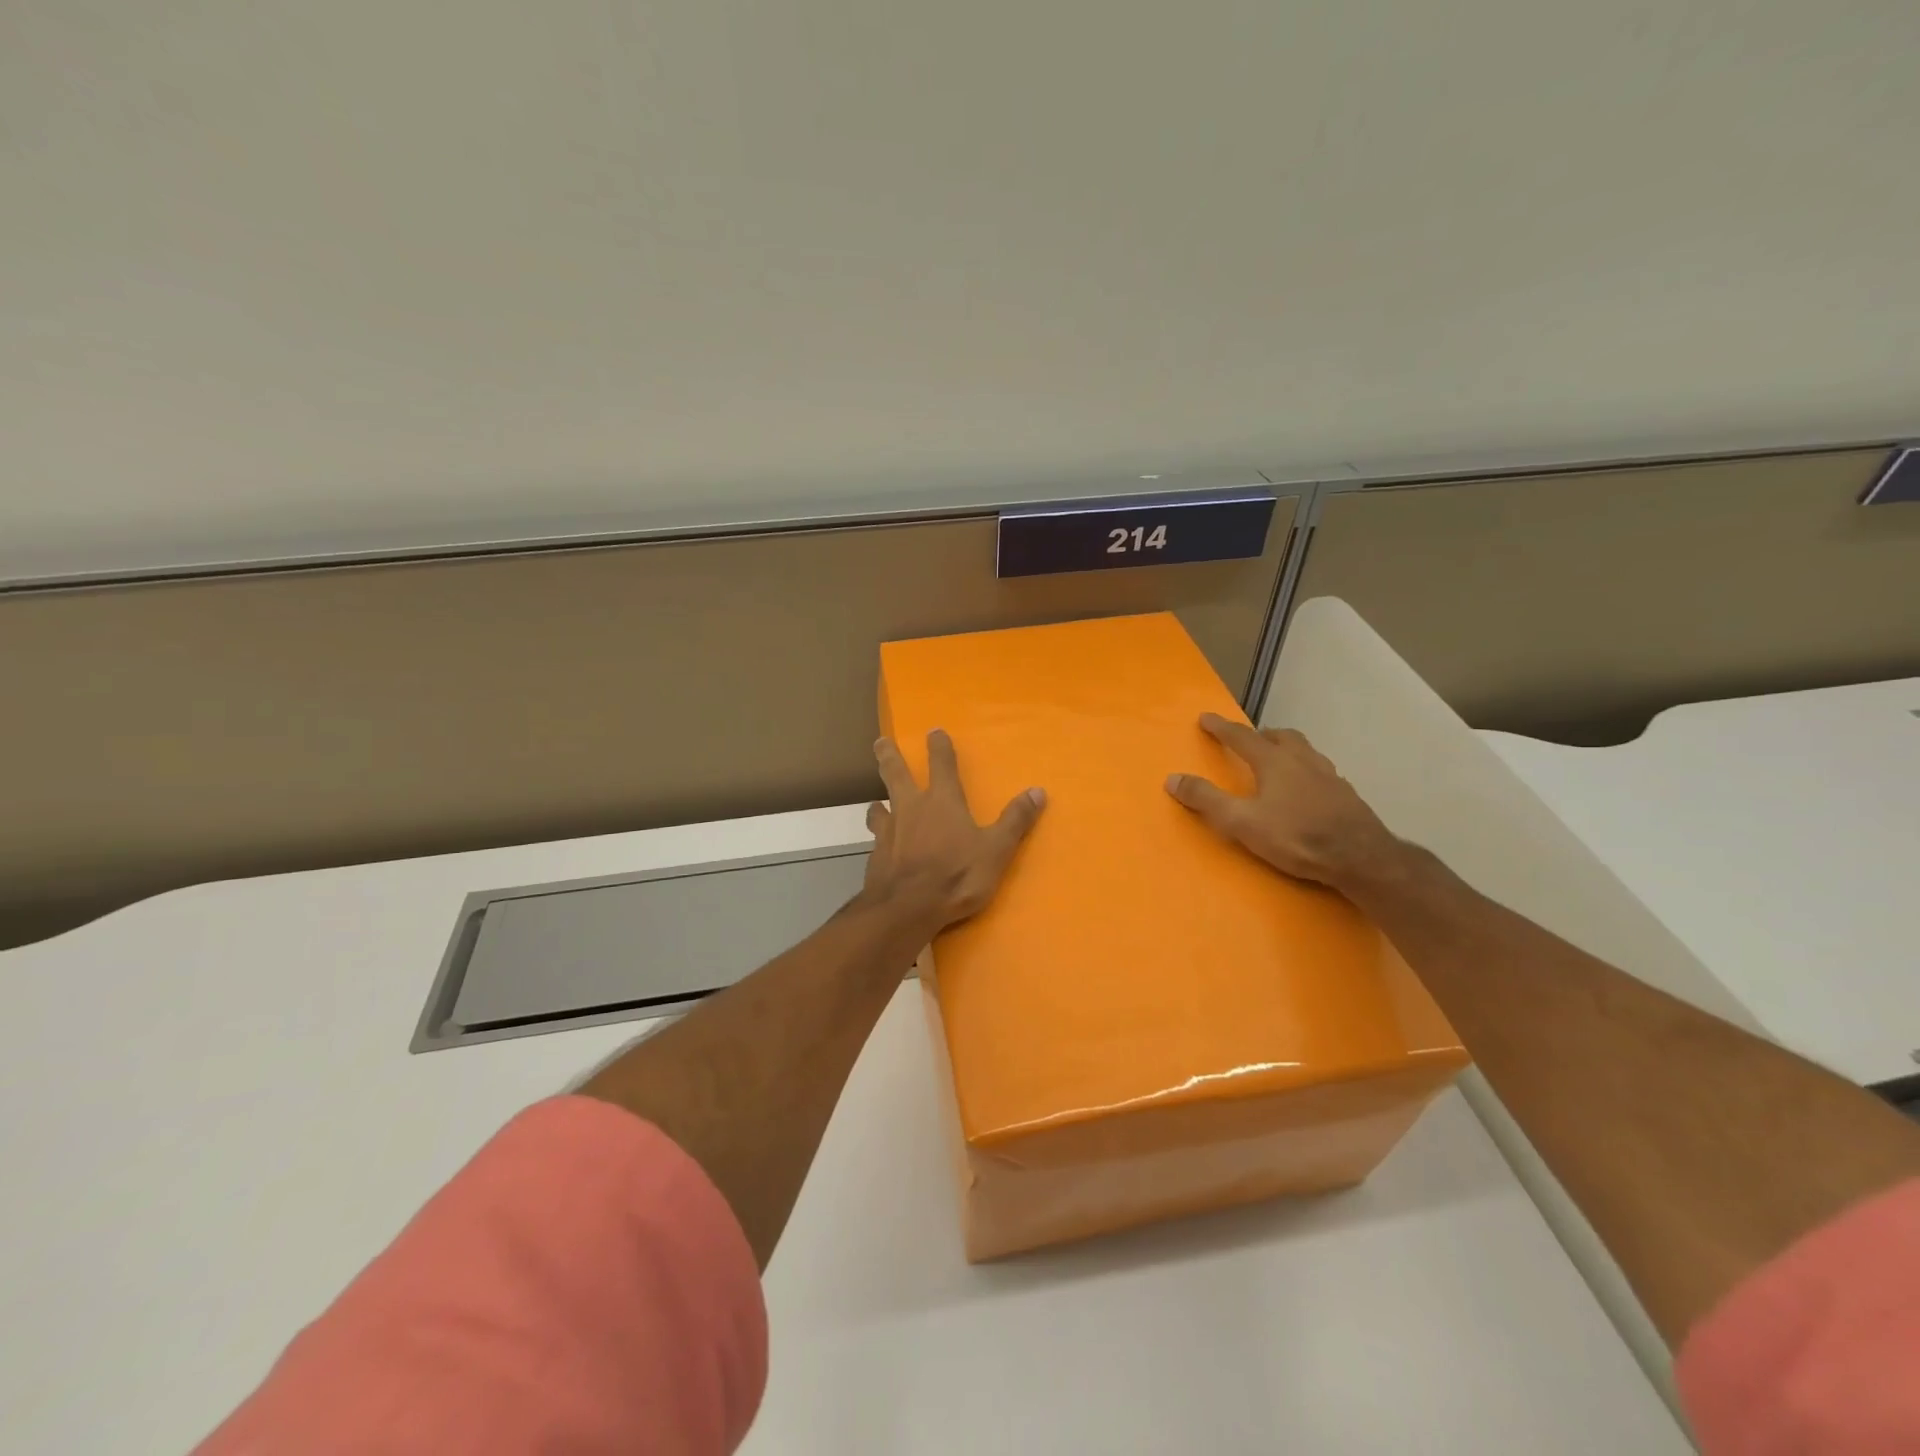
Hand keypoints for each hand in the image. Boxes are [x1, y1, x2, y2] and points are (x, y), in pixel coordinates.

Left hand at [864, 730, 1046, 932]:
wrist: (907, 908)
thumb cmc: (956, 875)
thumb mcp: (996, 850)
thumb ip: (1015, 820)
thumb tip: (1038, 791)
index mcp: (942, 801)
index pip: (941, 764)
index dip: (939, 746)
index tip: (934, 731)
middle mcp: (911, 808)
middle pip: (896, 774)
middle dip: (889, 756)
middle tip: (880, 742)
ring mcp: (889, 831)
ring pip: (879, 806)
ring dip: (879, 801)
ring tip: (876, 802)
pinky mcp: (876, 855)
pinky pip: (876, 838)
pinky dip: (878, 836)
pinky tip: (879, 845)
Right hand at [1165, 714, 1397, 888]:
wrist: (1361, 857)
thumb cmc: (1296, 837)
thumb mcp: (1242, 822)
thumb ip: (1207, 800)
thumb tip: (1172, 778)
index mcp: (1275, 762)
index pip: (1242, 737)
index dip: (1221, 728)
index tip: (1206, 717)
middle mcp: (1303, 760)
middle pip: (1281, 736)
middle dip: (1261, 735)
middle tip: (1249, 740)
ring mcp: (1329, 776)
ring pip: (1305, 751)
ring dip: (1287, 749)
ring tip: (1278, 761)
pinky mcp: (1346, 795)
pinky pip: (1321, 772)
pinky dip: (1306, 771)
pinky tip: (1306, 790)